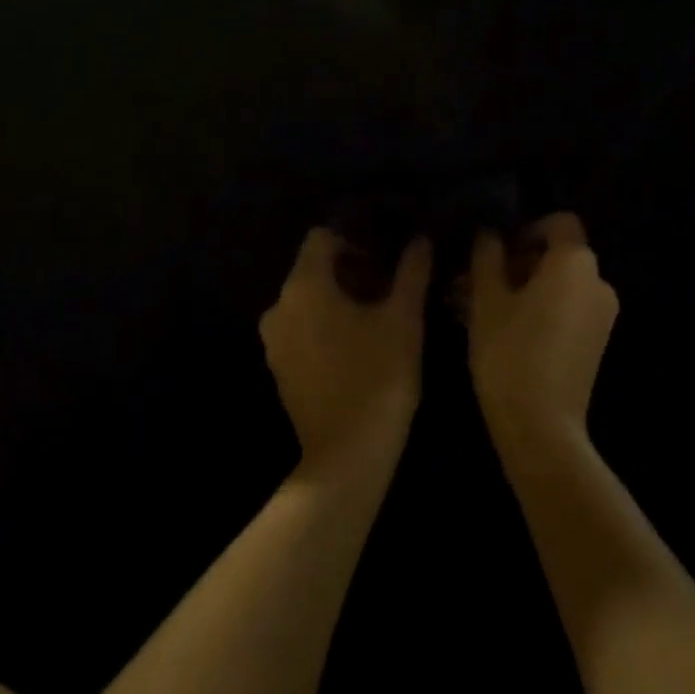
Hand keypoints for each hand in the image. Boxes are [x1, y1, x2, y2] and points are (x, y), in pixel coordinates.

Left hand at [260, 228, 430, 470]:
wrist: (347, 455)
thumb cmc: (378, 377)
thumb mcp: (403, 319)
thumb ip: (411, 273)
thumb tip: (420, 240)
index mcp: (304, 286)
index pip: (321, 238)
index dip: (354, 239)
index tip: (385, 255)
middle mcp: (279, 307)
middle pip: (313, 269)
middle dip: (351, 270)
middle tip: (390, 284)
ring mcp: (274, 341)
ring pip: (308, 300)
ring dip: (339, 298)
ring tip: (378, 313)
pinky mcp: (280, 368)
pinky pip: (301, 328)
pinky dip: (325, 324)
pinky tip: (358, 343)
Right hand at [467, 213, 619, 455]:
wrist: (541, 428)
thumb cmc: (510, 353)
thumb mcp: (487, 299)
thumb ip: (487, 256)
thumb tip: (488, 232)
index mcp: (575, 263)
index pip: (558, 223)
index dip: (525, 229)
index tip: (494, 250)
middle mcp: (598, 283)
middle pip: (555, 256)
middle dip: (513, 263)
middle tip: (472, 282)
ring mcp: (600, 315)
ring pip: (556, 286)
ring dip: (518, 288)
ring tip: (474, 307)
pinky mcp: (594, 343)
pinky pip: (564, 310)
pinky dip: (536, 309)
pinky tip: (497, 328)